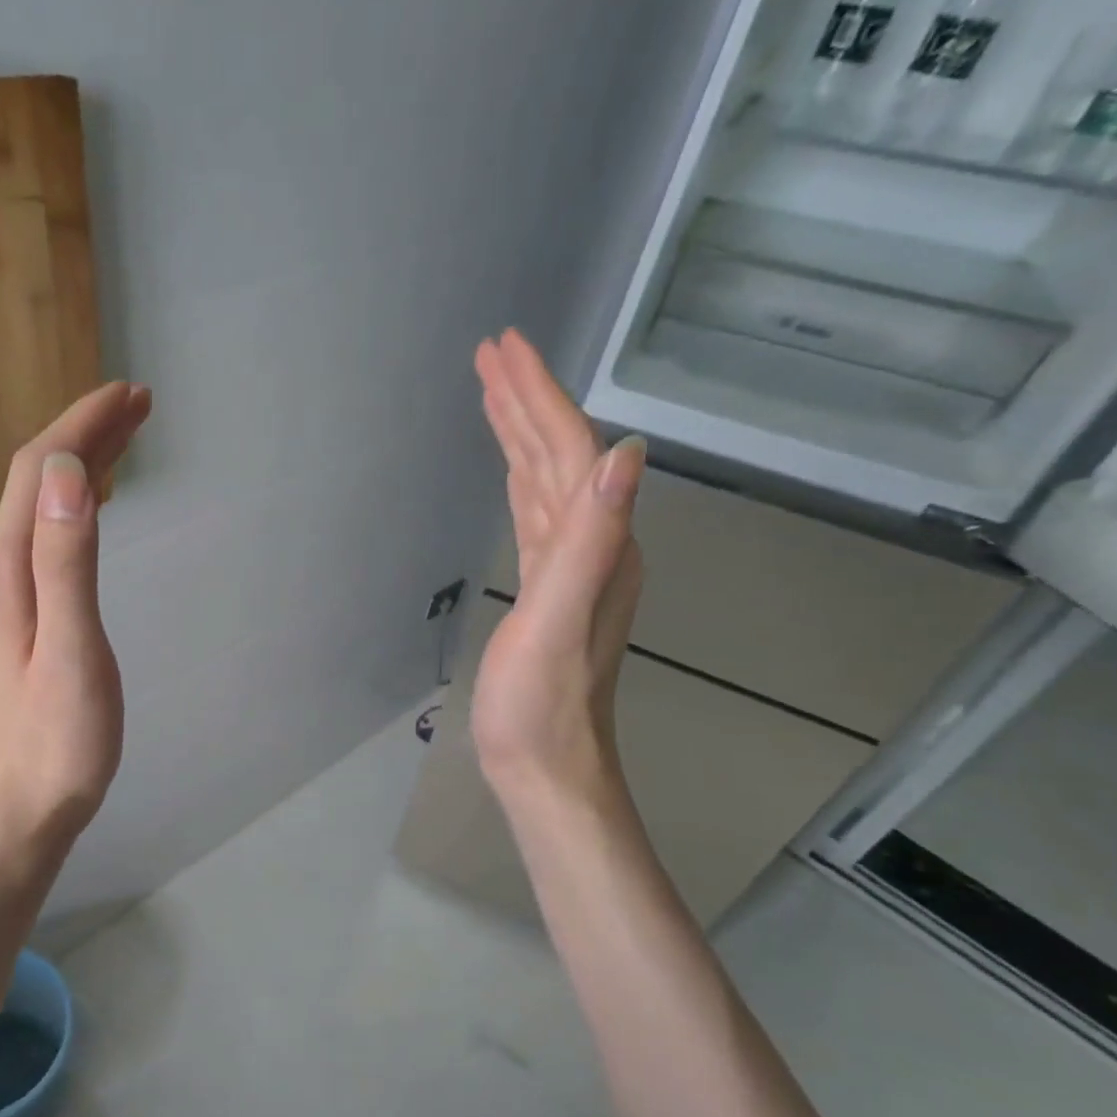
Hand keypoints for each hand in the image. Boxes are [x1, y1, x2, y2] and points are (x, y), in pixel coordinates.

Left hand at [0, 382, 152, 856]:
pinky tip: (96, 503)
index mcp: (10, 570)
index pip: (36, 471)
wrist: (25, 806)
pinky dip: (78, 502)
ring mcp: (12, 593)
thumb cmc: (58, 739)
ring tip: (128, 437)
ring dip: (82, 462)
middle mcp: (3, 570)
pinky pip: (51, 535)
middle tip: (141, 404)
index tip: (128, 394)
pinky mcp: (28, 614)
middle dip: (85, 433)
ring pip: (44, 505)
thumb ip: (66, 561)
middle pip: (37, 480)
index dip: (79, 425)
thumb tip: (66, 472)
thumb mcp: (70, 649)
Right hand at [471, 330, 645, 808]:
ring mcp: (571, 567)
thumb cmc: (540, 705)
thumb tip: (624, 451)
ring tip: (493, 391)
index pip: (569, 450)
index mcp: (599, 544)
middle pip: (558, 455)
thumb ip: (591, 539)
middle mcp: (594, 544)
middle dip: (526, 399)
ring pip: (545, 481)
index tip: (503, 348)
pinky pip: (535, 514)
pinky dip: (520, 479)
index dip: (537, 396)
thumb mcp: (560, 620)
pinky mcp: (546, 588)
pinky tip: (512, 468)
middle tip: (491, 352)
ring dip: (521, 432)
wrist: (546, 768)